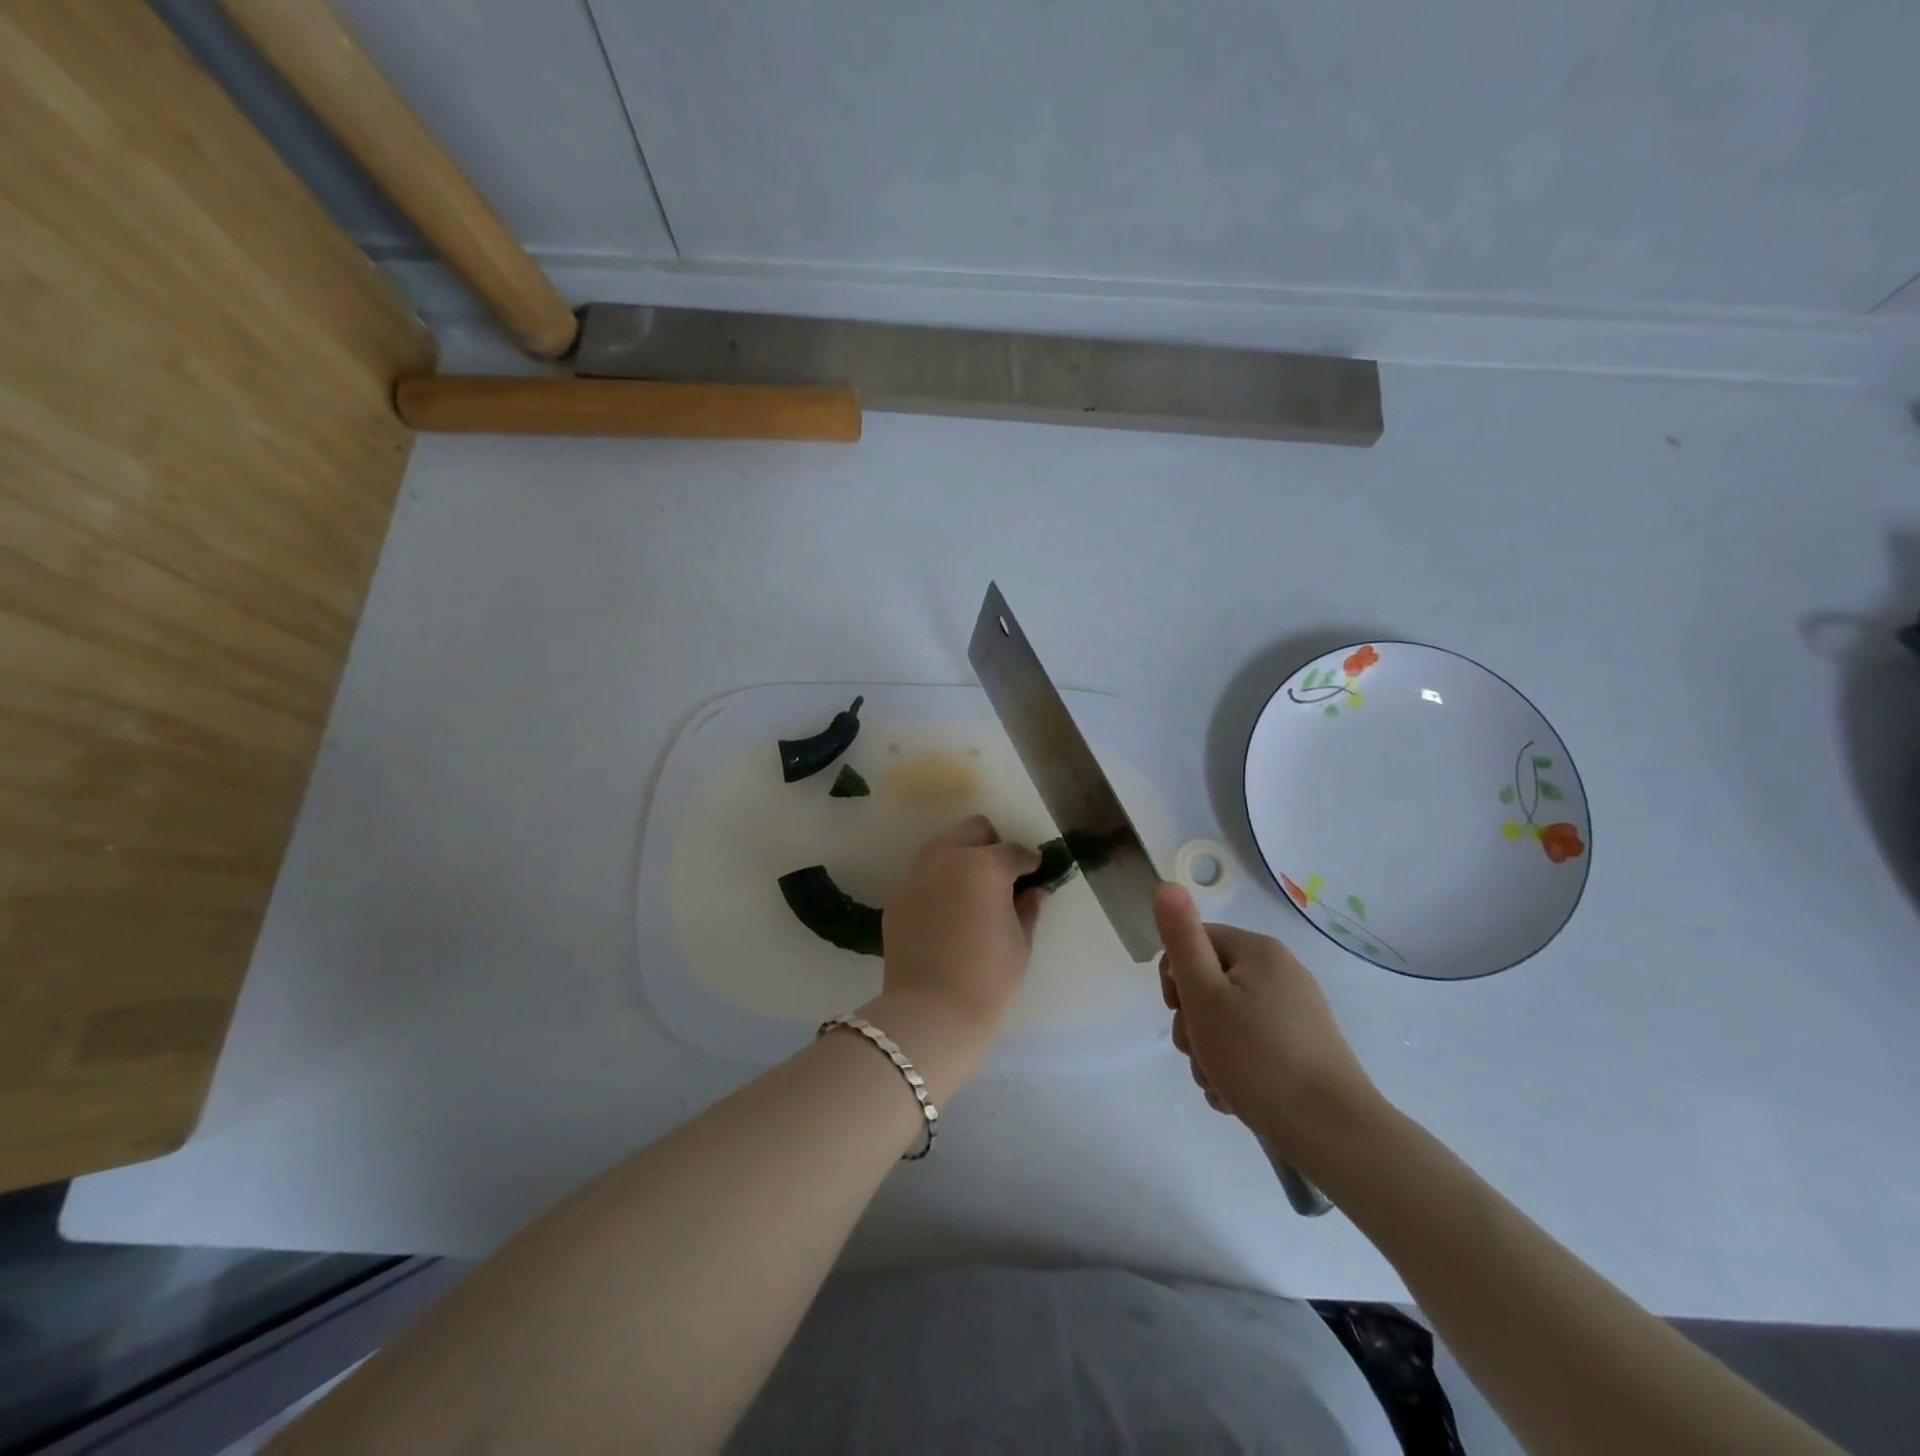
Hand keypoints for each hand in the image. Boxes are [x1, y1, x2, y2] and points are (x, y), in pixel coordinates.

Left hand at [864, 816, 1045, 1094]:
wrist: (932, 1010)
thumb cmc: (988, 977)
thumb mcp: (1020, 943)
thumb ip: (1028, 908)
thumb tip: (1033, 891)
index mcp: (985, 865)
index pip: (1014, 851)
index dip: (1029, 862)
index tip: (1034, 874)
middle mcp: (947, 858)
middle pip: (973, 830)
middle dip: (991, 844)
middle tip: (1001, 876)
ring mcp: (917, 874)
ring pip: (942, 846)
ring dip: (960, 857)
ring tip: (971, 891)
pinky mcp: (897, 896)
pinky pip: (922, 875)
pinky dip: (938, 882)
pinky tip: (946, 912)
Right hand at [1155, 883, 1385, 1169]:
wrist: (1333, 1134)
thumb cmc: (1257, 1057)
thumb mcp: (1205, 994)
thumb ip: (1182, 939)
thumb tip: (1166, 884)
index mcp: (1258, 951)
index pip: (1195, 944)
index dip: (1175, 979)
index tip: (1180, 1013)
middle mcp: (1280, 973)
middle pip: (1210, 985)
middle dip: (1193, 1023)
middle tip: (1199, 1053)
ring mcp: (1295, 1013)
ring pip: (1227, 1021)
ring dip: (1209, 1052)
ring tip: (1218, 1083)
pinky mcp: (1303, 1049)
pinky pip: (1252, 1046)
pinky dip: (1235, 1068)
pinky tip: (1235, 1096)